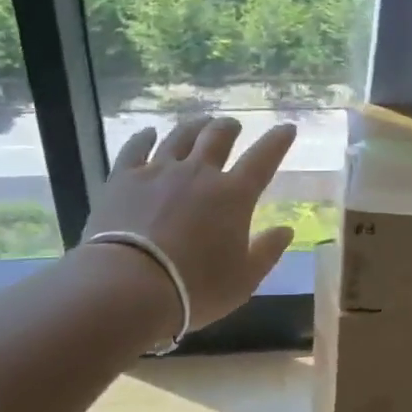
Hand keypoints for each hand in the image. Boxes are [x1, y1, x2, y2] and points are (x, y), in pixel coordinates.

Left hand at [83, 116, 296, 331]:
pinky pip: (136, 148)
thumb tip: (286, 230)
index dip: (278, 141)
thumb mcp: (243, 280)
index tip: (287, 128)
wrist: (128, 286)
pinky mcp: (124, 178)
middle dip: (229, 127)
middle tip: (233, 126)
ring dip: (194, 126)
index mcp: (233, 195)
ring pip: (180, 136)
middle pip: (218, 137)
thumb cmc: (194, 288)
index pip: (263, 158)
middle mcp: (199, 173)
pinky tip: (148, 132)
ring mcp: (159, 171)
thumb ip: (267, 252)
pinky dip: (144, 137)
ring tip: (200, 122)